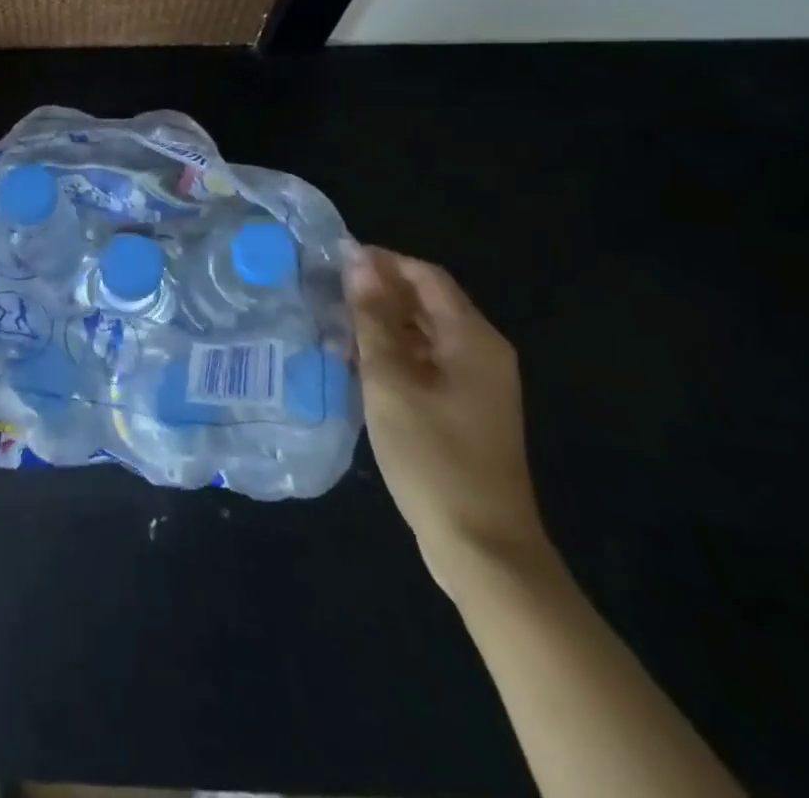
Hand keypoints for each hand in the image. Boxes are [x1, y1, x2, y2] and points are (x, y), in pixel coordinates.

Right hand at [349, 246, 551, 597]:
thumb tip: (358, 262)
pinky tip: (355, 362)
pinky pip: (426, 363)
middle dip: (378, 292)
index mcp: (473, 339)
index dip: (383, 262)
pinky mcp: (464, 411)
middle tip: (326, 290)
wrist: (482, 548)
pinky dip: (393, 354)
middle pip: (427, 303)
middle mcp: (481, 354)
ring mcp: (475, 385)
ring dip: (382, 324)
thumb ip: (373, 320)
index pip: (426, 277)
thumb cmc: (433, 457)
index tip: (335, 259)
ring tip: (332, 322)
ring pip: (423, 334)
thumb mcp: (391, 382)